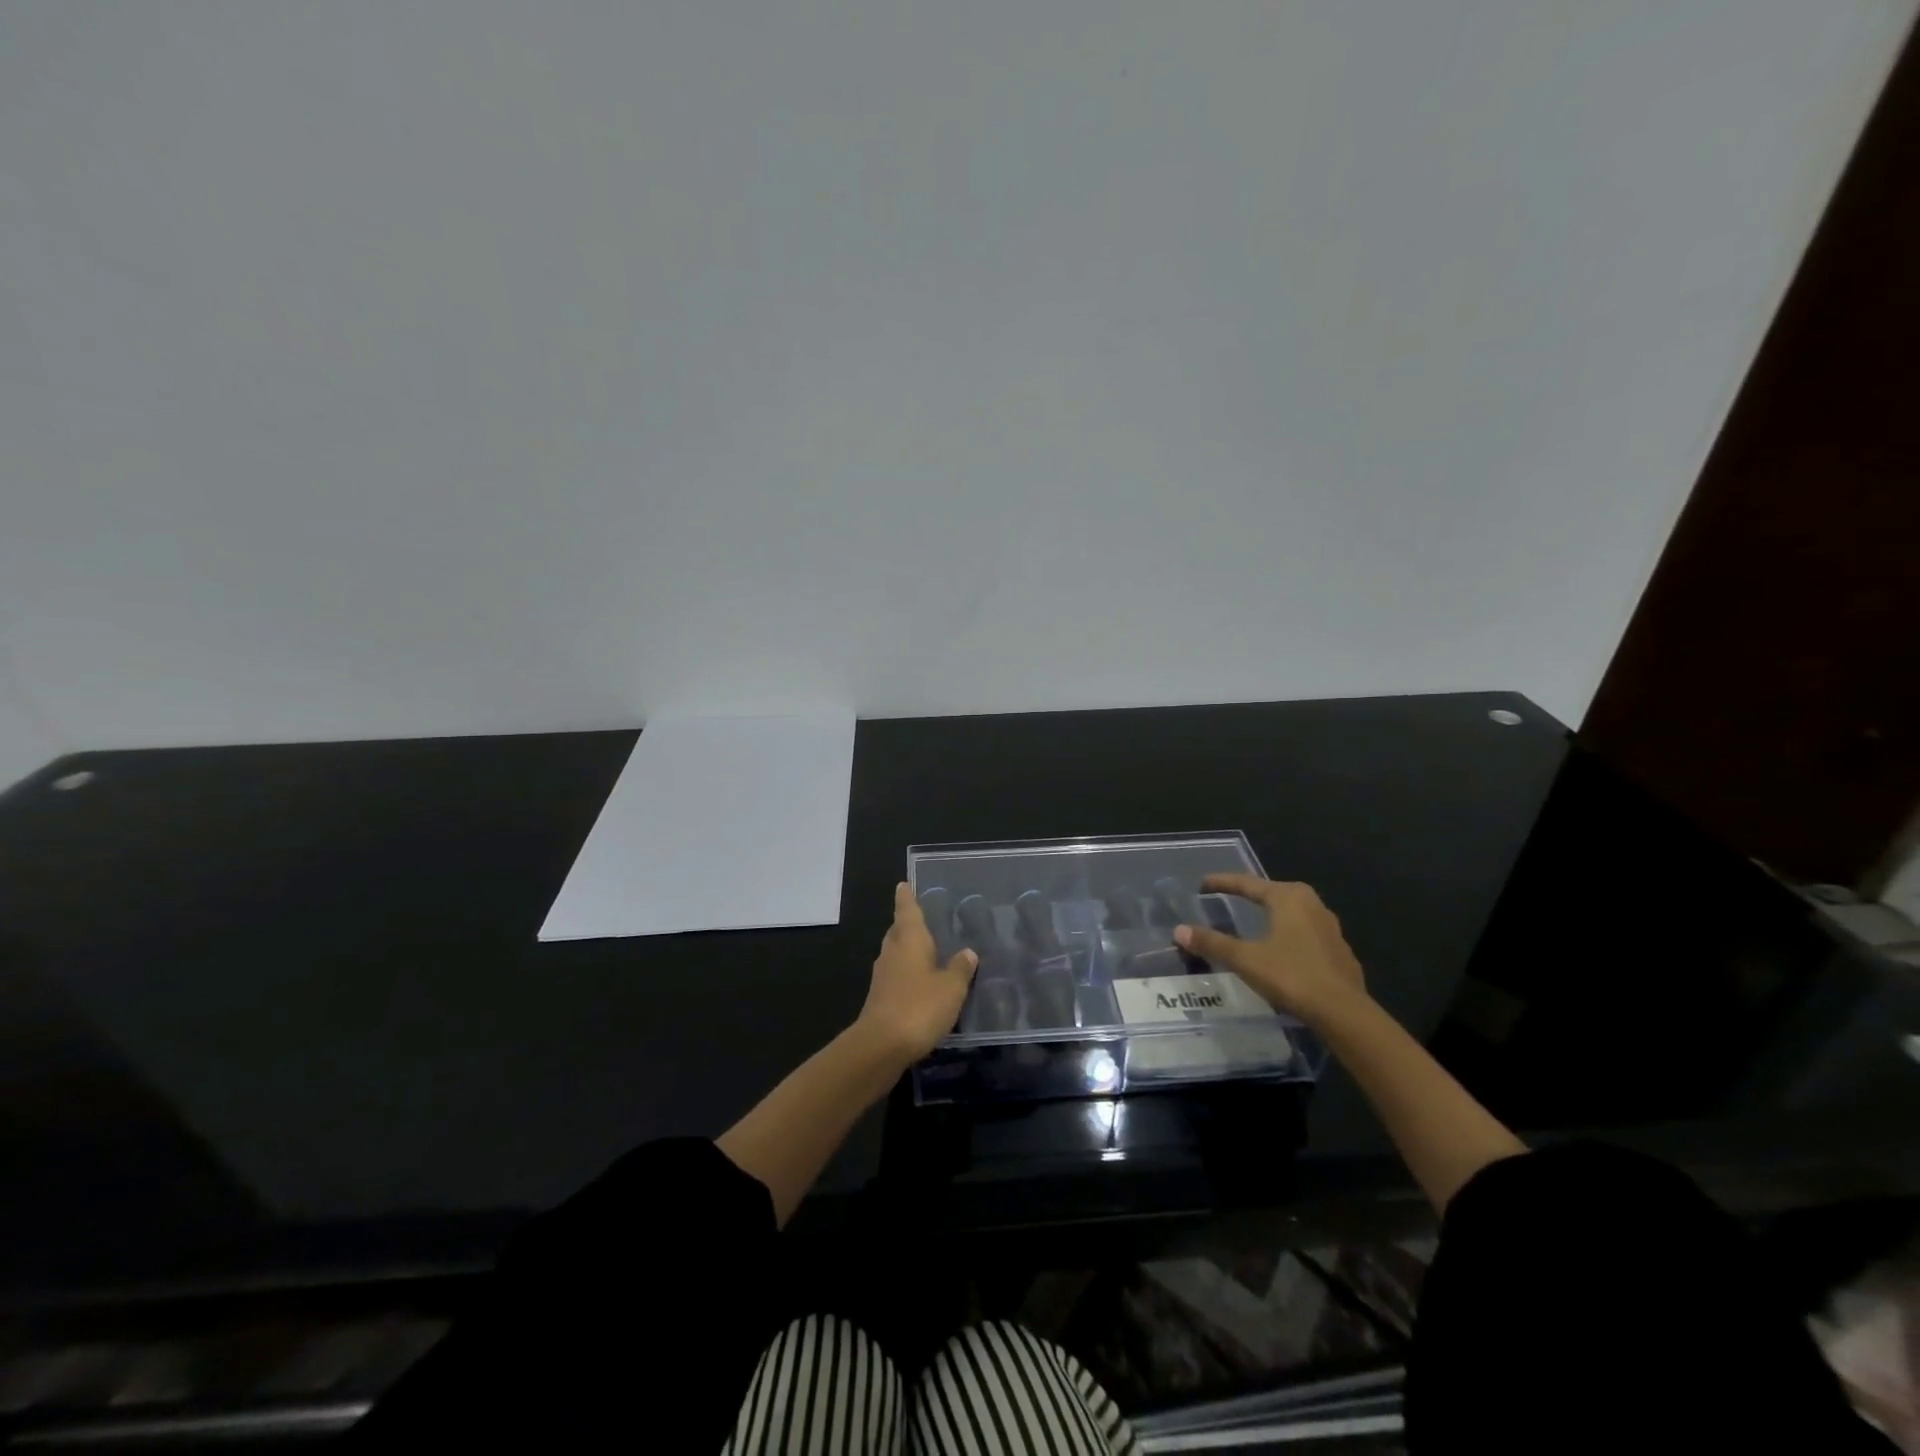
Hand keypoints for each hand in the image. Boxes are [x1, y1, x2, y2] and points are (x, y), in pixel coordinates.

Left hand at [856, 883, 978, 1061]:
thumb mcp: (951, 987)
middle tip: (922, 919)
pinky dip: (907, 974)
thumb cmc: (919, 1006)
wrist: (881, 1046)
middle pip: (898, 931)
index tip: (902, 884)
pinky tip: (921, 984)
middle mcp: (892, 952)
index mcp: (909, 939)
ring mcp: (882, 976)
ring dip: (908, 951)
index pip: (907, 910)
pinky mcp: (880, 998)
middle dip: (907, 924)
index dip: (906, 897)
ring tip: (927, 951)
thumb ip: (960, 968)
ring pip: (896, 954)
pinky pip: (896, 976)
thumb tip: (967, 952)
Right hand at [1173, 875, 1366, 1026]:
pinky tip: (1283, 950)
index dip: (1223, 882)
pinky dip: (1289, 935)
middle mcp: (1312, 904)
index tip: (1202, 884)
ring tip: (1255, 923)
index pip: (1248, 883)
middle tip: (1229, 898)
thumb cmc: (1291, 975)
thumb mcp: (1245, 959)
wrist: (1344, 1013)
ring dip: (1273, 915)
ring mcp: (1330, 928)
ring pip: (1293, 913)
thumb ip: (1212, 943)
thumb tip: (1179, 931)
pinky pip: (1307, 934)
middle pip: (1274, 893)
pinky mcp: (1340, 951)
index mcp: (1288, 898)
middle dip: (1251, 895)